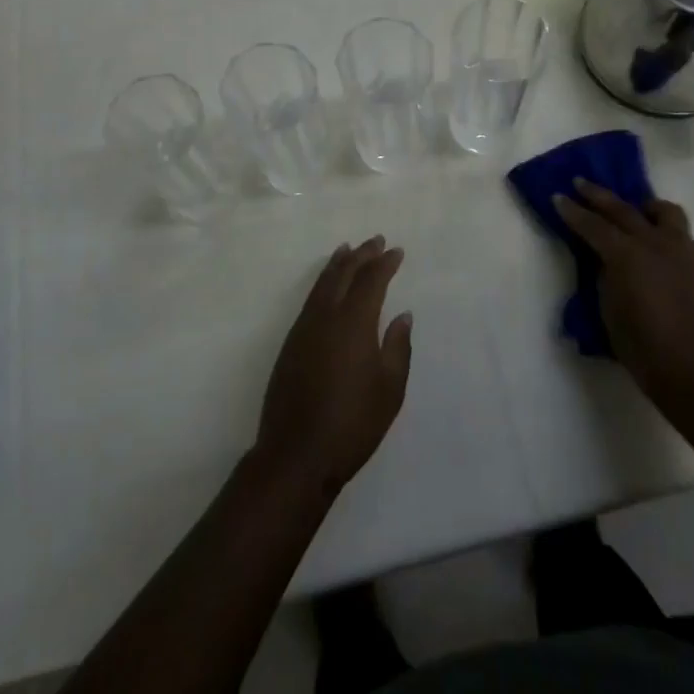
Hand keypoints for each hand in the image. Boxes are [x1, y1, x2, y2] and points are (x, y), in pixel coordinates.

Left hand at [253, 237, 412, 499]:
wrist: (297, 453)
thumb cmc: (353, 423)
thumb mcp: (389, 390)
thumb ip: (398, 347)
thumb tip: (402, 314)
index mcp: (354, 322)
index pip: (371, 281)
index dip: (384, 263)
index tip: (397, 251)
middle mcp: (326, 315)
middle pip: (344, 274)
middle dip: (361, 255)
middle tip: (376, 240)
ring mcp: (304, 327)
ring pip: (323, 283)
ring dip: (338, 264)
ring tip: (348, 249)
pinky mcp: (291, 342)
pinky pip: (311, 298)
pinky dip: (323, 282)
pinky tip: (327, 285)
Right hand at [554, 178, 693, 409]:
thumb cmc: (641, 347)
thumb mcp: (608, 308)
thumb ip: (605, 274)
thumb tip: (605, 258)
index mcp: (627, 254)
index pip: (592, 224)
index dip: (572, 211)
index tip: (557, 197)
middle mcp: (656, 243)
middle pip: (623, 209)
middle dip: (598, 195)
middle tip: (580, 183)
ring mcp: (684, 252)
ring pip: (666, 212)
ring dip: (646, 208)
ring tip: (637, 212)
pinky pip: (688, 239)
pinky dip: (673, 238)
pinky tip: (666, 251)